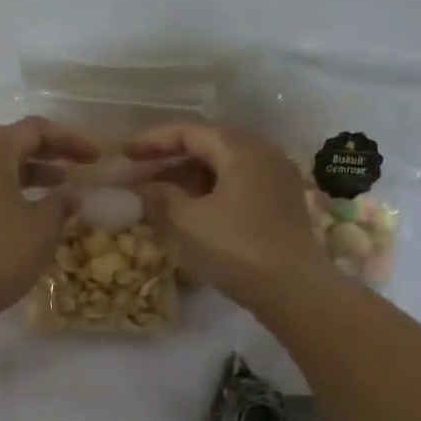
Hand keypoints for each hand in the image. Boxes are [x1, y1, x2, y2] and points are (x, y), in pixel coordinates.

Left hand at [0, 117, 99, 326]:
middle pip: (10, 141)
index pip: (34, 130)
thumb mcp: (42, 227)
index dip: (69, 140)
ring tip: (59, 189)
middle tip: (75, 166)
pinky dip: (8, 189)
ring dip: (28, 172)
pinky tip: (29, 211)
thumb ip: (61, 203)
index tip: (96, 158)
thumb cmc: (1, 253)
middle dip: (46, 152)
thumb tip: (70, 194)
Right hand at [127, 121, 326, 306]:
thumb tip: (143, 187)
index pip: (189, 131)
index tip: (126, 153)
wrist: (294, 289)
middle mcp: (263, 151)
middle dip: (171, 155)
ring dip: (191, 173)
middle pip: (210, 142)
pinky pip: (240, 180)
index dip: (153, 140)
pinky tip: (193, 205)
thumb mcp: (188, 222)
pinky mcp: (282, 199)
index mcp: (241, 148)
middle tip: (141, 169)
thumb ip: (160, 197)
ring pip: (225, 162)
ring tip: (162, 190)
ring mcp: (277, 175)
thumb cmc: (236, 249)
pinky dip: (211, 186)